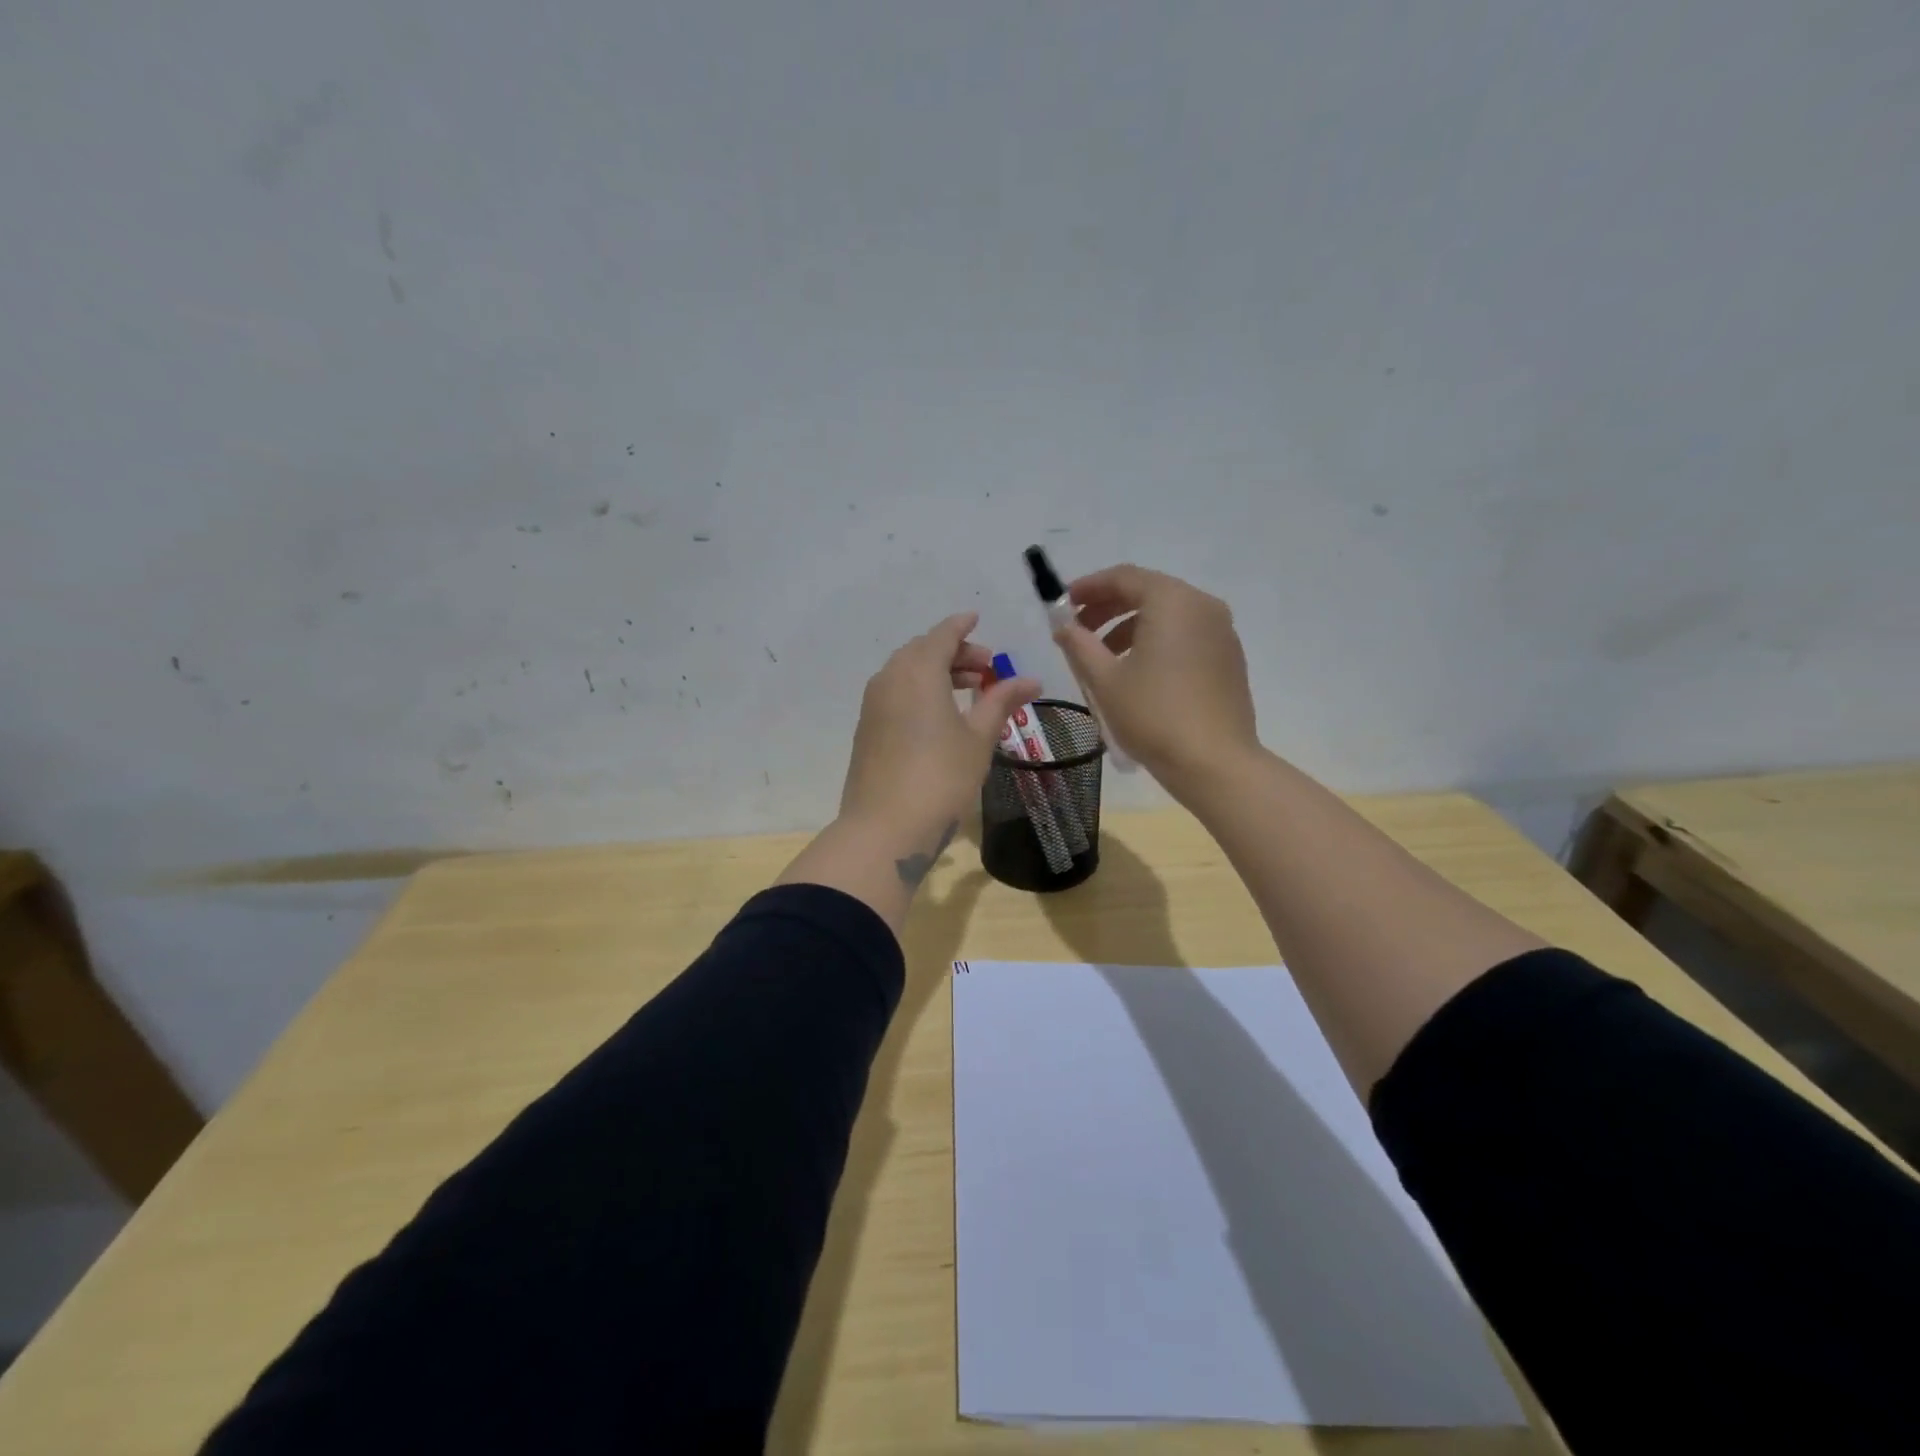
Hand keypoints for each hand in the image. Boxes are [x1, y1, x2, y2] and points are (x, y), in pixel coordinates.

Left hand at [839, 612, 1041, 852]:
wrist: (884, 829)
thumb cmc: (941, 777)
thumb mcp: (978, 738)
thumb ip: (1000, 702)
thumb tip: (1030, 679)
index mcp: (918, 671)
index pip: (942, 634)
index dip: (962, 625)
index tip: (977, 619)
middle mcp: (890, 678)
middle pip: (923, 651)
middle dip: (954, 652)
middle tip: (986, 668)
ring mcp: (873, 705)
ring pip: (906, 672)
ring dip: (936, 672)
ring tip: (968, 691)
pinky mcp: (867, 729)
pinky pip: (895, 693)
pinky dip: (919, 691)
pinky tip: (938, 715)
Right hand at [1051, 564, 1258, 790]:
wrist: (1214, 763)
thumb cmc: (1154, 715)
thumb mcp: (1105, 680)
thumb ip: (1079, 645)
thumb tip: (1063, 626)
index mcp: (1173, 601)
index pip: (1124, 577)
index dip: (1088, 587)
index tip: (1063, 604)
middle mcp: (1203, 606)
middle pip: (1148, 592)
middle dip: (1108, 608)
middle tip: (1078, 631)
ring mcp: (1222, 632)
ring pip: (1168, 615)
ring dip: (1130, 627)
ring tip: (1103, 658)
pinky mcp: (1229, 658)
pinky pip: (1186, 635)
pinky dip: (1156, 641)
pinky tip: (1137, 672)